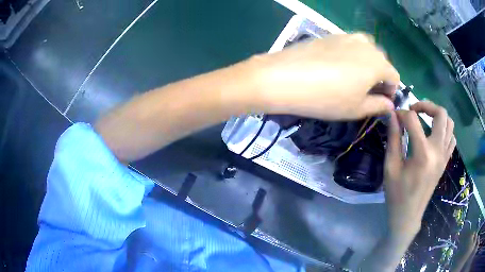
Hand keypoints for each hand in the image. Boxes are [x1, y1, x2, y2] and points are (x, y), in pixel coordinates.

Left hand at [248, 33, 399, 119]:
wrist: (284, 77)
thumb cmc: (326, 98)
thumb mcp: (357, 108)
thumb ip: (378, 105)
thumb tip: (389, 104)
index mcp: (378, 62)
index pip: (395, 76)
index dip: (391, 91)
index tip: (382, 102)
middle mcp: (365, 44)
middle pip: (382, 61)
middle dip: (380, 77)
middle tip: (367, 92)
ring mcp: (346, 36)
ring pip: (366, 51)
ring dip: (366, 65)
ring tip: (354, 80)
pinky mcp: (330, 35)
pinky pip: (349, 45)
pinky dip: (351, 56)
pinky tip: (337, 68)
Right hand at [384, 101, 455, 239]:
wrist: (408, 215)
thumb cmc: (397, 194)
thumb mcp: (391, 167)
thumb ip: (393, 138)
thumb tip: (392, 115)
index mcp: (423, 154)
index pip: (413, 120)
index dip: (402, 114)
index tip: (394, 117)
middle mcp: (438, 151)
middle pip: (440, 114)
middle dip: (426, 105)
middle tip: (414, 109)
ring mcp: (444, 156)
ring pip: (449, 124)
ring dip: (438, 116)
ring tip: (426, 119)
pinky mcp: (446, 161)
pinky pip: (452, 138)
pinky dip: (445, 130)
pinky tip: (435, 134)